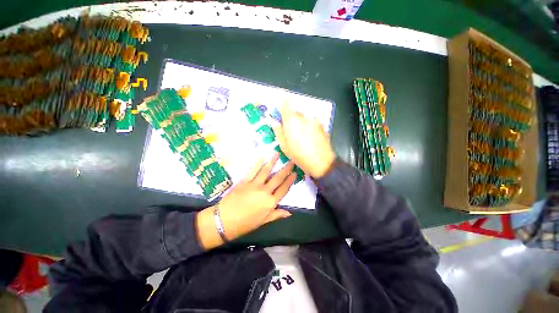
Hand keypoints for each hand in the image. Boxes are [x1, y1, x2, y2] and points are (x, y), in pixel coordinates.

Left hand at [196, 154, 295, 249]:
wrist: (224, 221)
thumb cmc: (245, 224)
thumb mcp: (263, 221)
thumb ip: (276, 214)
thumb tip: (289, 213)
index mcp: (270, 203)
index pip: (284, 189)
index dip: (290, 181)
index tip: (295, 173)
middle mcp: (265, 191)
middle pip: (278, 178)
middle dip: (286, 169)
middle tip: (291, 161)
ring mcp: (254, 184)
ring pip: (266, 171)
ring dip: (273, 161)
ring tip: (278, 154)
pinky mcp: (245, 181)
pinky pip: (253, 170)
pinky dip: (258, 163)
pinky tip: (262, 157)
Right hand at [274, 105, 335, 178]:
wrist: (321, 163)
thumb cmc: (299, 156)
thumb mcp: (284, 146)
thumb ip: (278, 132)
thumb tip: (275, 122)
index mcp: (292, 121)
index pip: (285, 105)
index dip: (282, 107)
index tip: (280, 113)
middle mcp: (304, 117)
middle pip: (295, 112)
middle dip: (291, 119)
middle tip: (291, 131)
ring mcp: (315, 121)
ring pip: (304, 118)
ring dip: (301, 123)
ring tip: (302, 137)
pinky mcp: (322, 126)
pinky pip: (312, 123)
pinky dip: (309, 127)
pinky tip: (310, 138)